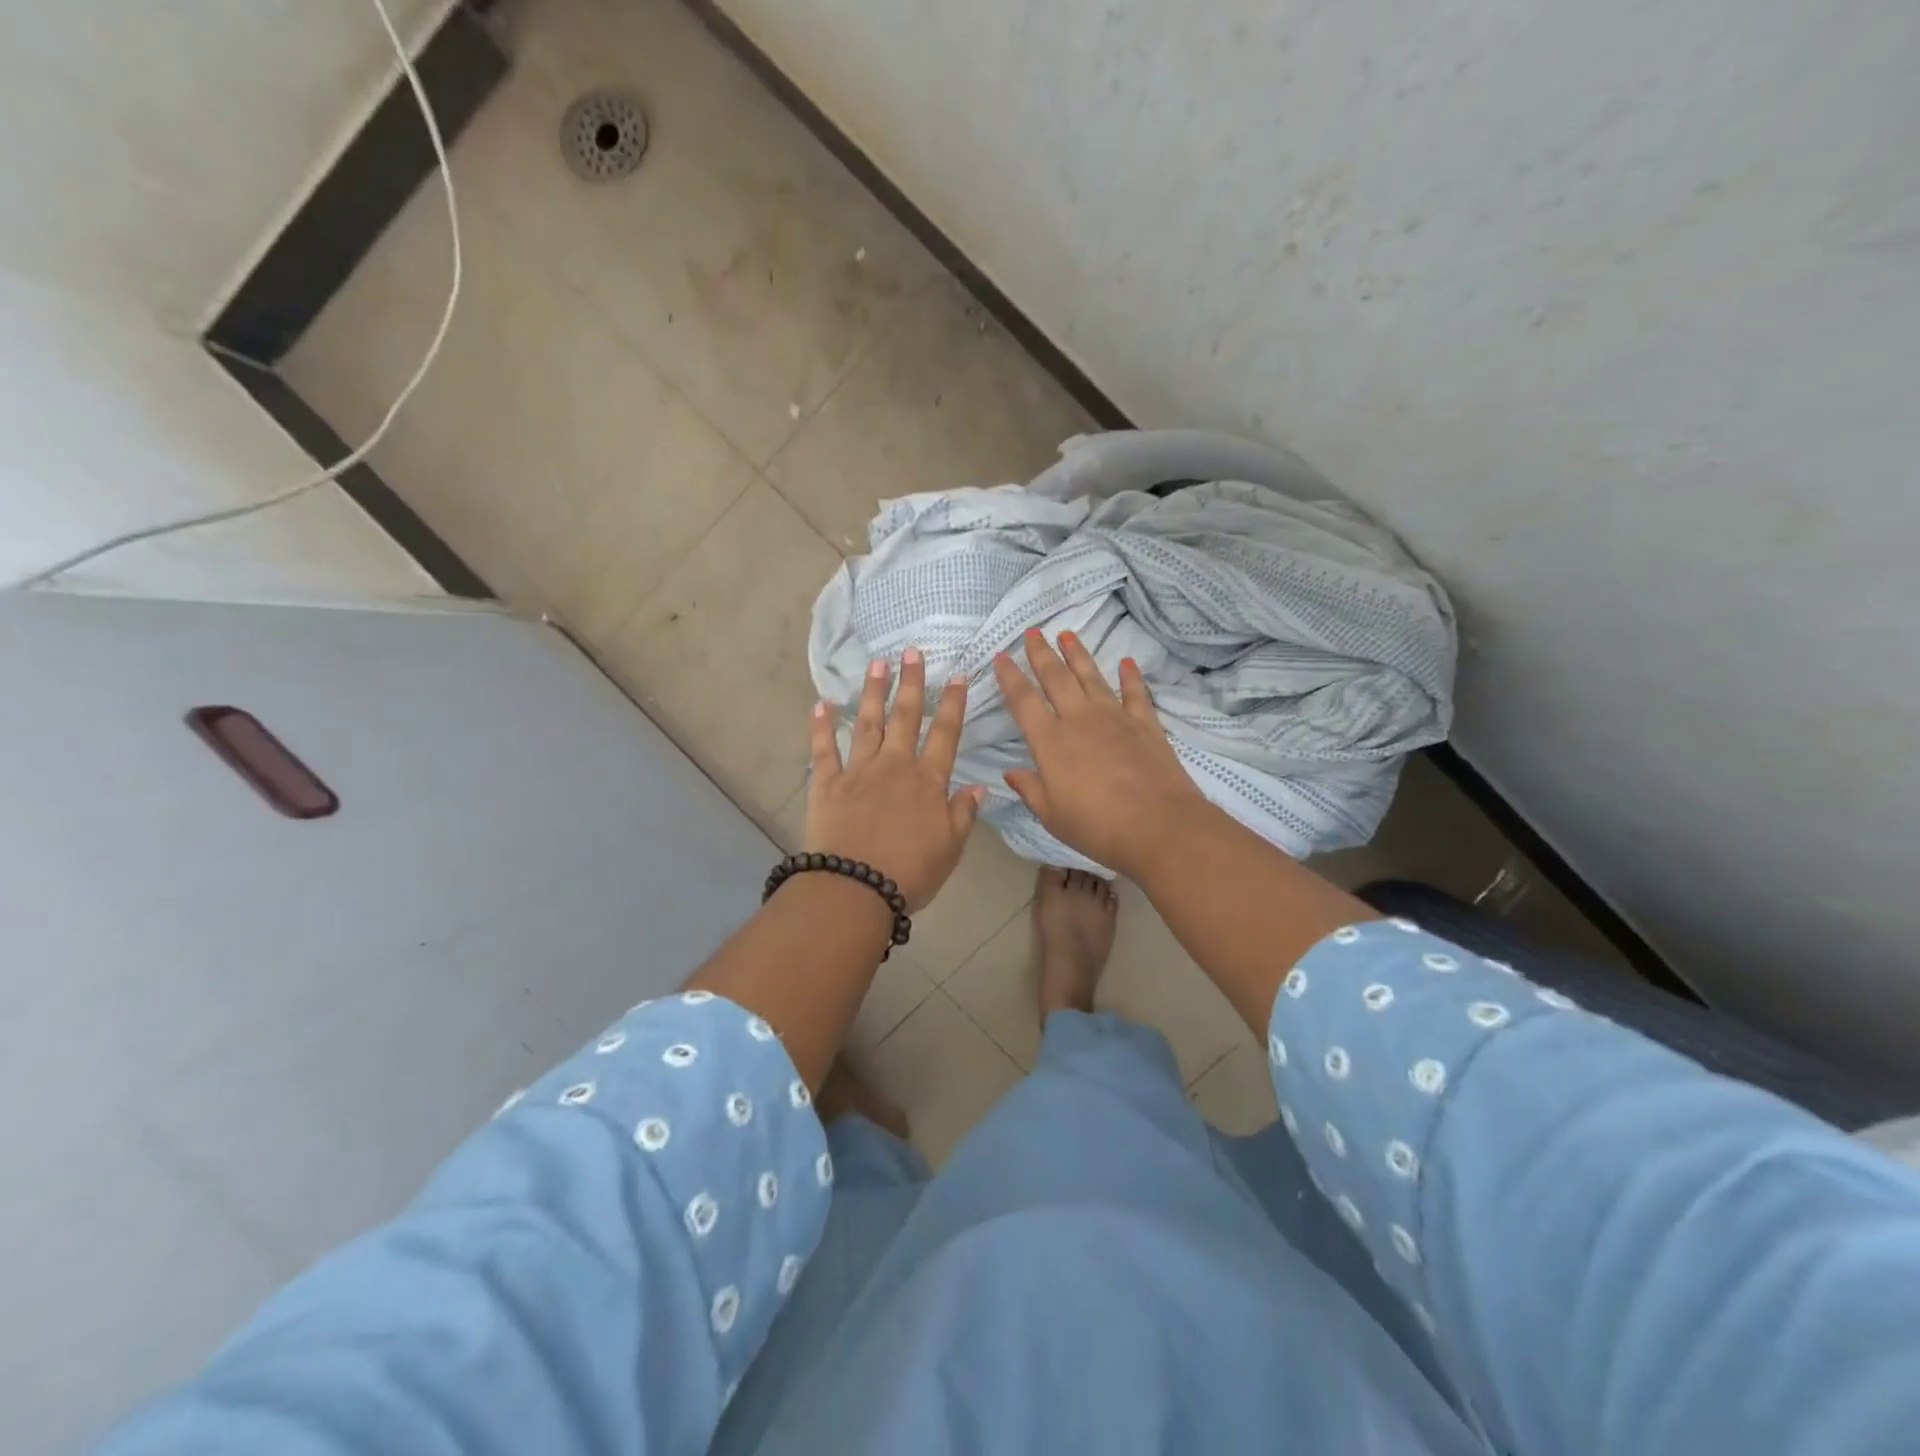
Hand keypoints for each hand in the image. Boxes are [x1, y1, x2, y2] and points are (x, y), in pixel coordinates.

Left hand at [808, 648, 984, 911]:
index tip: (958, 676)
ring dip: (873, 692)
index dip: (953, 704)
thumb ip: (964, 813)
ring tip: (877, 663)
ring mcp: (859, 771)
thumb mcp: (950, 848)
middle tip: (912, 652)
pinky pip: (824, 749)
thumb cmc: (910, 873)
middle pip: (906, 717)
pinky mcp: (827, 783)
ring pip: (868, 723)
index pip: (945, 735)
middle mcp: (895, 766)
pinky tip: (821, 704)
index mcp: (928, 782)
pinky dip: (821, 726)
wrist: (856, 887)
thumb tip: (980, 786)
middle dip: (911, 682)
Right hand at [994, 629, 1208, 877]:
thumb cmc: (1097, 826)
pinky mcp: (1145, 725)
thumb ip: (1030, 790)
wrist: (1158, 826)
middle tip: (1032, 632)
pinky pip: (1135, 693)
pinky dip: (1130, 676)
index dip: (1010, 677)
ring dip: (1078, 654)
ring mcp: (1115, 718)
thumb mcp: (1052, 816)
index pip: (1023, 701)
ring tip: (1067, 634)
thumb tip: (1011, 773)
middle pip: (1056, 678)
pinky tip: (1126, 662)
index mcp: (1051, 742)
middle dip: (1041, 653)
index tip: (1001, 656)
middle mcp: (1080, 720)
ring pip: (1091, 677)